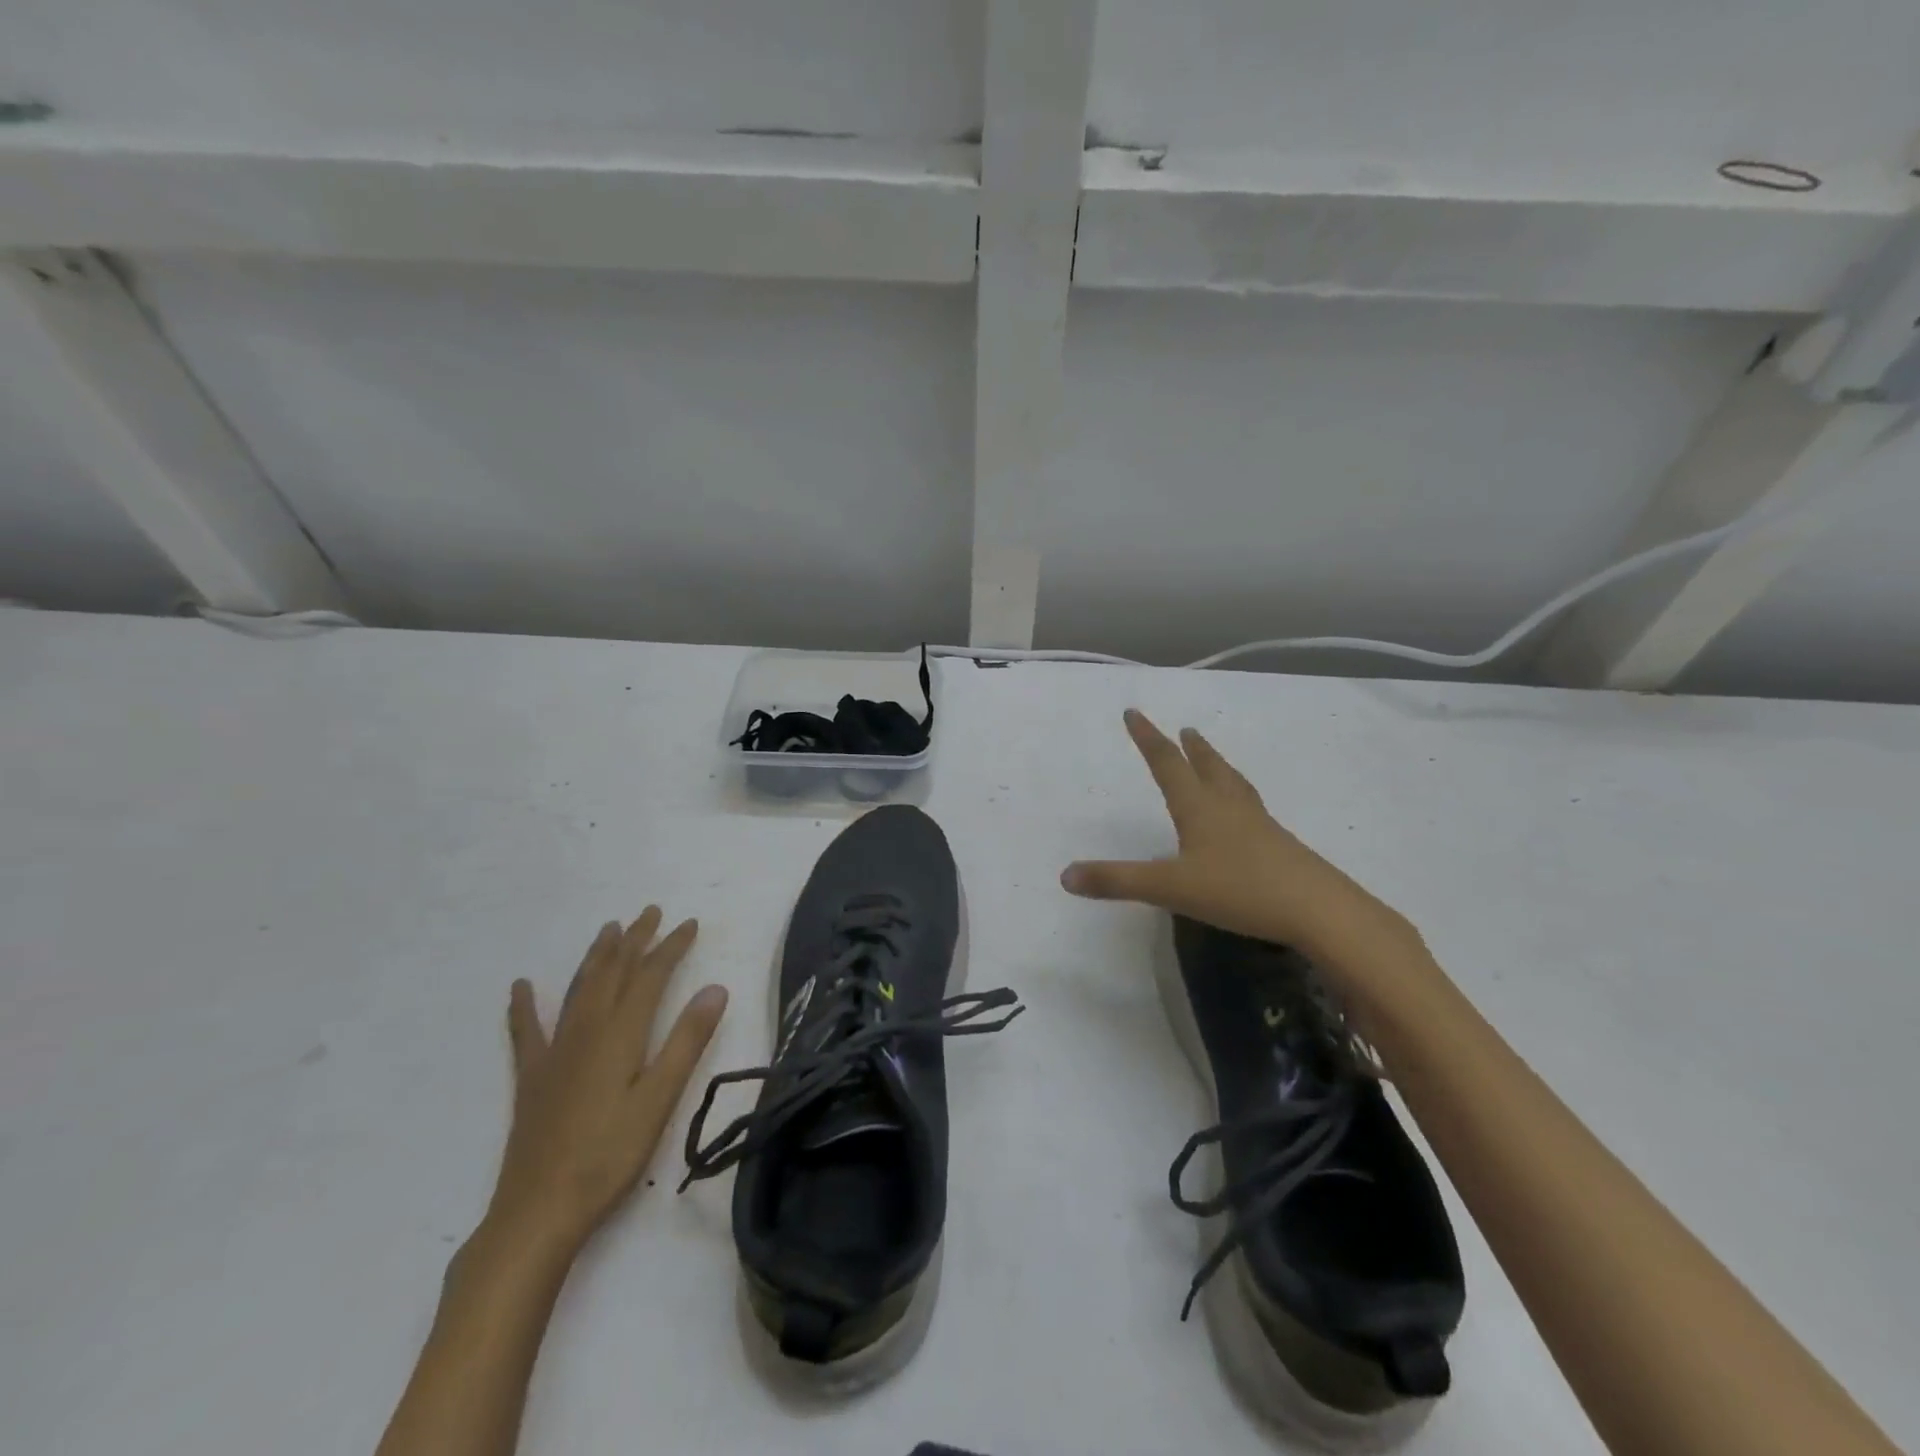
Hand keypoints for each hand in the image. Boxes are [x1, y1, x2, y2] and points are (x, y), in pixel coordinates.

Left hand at [486, 908, 728, 1255]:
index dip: (671, 947)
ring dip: (597, 957)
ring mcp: (555, 1053)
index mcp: (621, 1035)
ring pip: (579, 990)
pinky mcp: (532, 1078)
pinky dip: (524, 1005)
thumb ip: (687, 1040)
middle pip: (614, 973)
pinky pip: (527, 1031)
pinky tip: (521, 986)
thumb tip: (715, 988)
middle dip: (634, 940)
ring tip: (609, 930)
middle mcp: (587, 1032)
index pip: (651, 977)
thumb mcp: (660, 1099)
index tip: (689, 923)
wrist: (538, 1211)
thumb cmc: (609, 1156)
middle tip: (650, 912)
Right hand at [1060, 709, 1409, 959]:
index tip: (1134, 712)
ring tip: (1212, 758)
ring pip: (1232, 783)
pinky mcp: (1278, 843)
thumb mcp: (1169, 888)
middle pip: (1206, 766)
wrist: (1318, 908)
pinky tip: (1243, 814)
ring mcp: (1258, 823)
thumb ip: (1118, 881)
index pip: (1166, 763)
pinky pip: (1250, 806)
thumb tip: (1065, 876)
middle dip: (1189, 748)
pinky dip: (1237, 795)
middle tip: (1184, 730)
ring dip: (1217, 765)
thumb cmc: (1238, 889)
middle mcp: (1228, 806)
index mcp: (1198, 807)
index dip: (1147, 738)